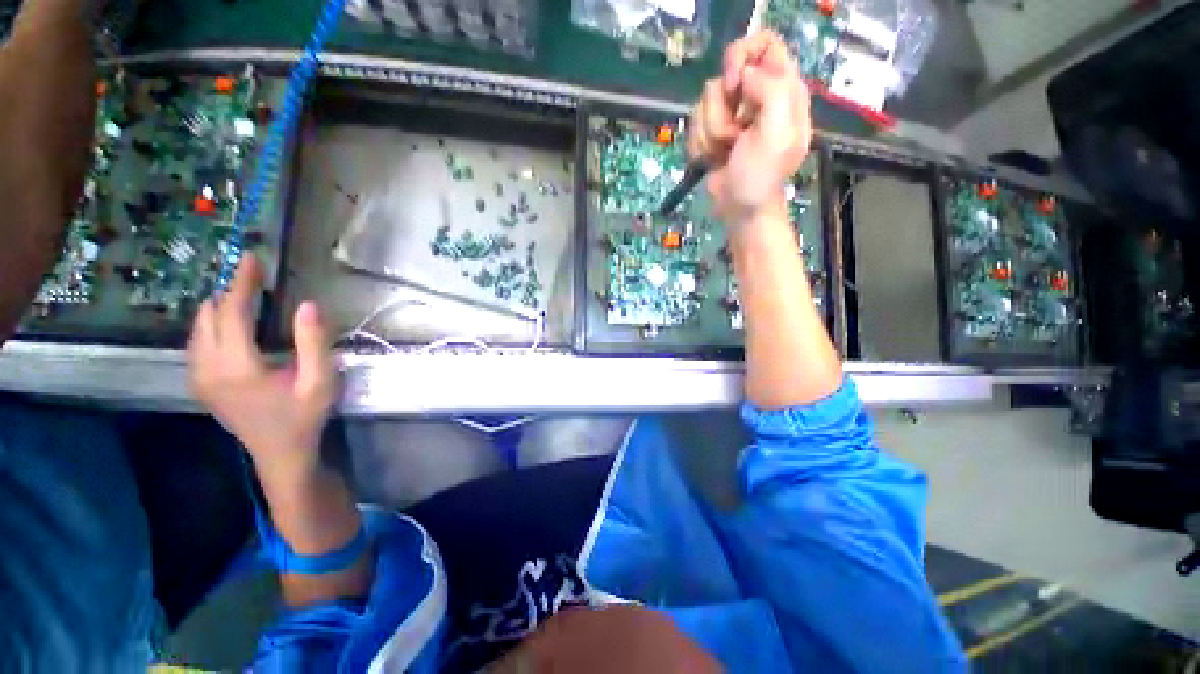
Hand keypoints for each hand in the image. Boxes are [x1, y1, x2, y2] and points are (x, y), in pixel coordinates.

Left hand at [188, 256, 336, 487]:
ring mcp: (198, 378)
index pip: (233, 312)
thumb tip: (307, 304)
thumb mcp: (319, 381)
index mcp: (237, 367)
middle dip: (230, 291)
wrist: (280, 454)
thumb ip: (313, 342)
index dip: (243, 283)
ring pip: (198, 328)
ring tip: (244, 294)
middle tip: (254, 275)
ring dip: (219, 307)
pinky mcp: (199, 383)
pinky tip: (230, 323)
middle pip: (210, 316)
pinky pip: (197, 342)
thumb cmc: (304, 417)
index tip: (251, 257)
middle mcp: (207, 368)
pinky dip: (212, 324)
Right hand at [688, 31, 811, 225]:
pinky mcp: (713, 131)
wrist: (740, 209)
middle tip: (735, 134)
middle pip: (726, 73)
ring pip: (705, 102)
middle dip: (723, 109)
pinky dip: (701, 145)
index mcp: (783, 89)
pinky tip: (714, 159)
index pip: (764, 43)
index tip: (735, 86)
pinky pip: (695, 123)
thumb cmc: (761, 176)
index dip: (743, 56)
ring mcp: (733, 114)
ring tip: (727, 152)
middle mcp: (757, 95)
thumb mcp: (778, 134)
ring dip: (711, 133)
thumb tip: (744, 77)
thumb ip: (771, 91)